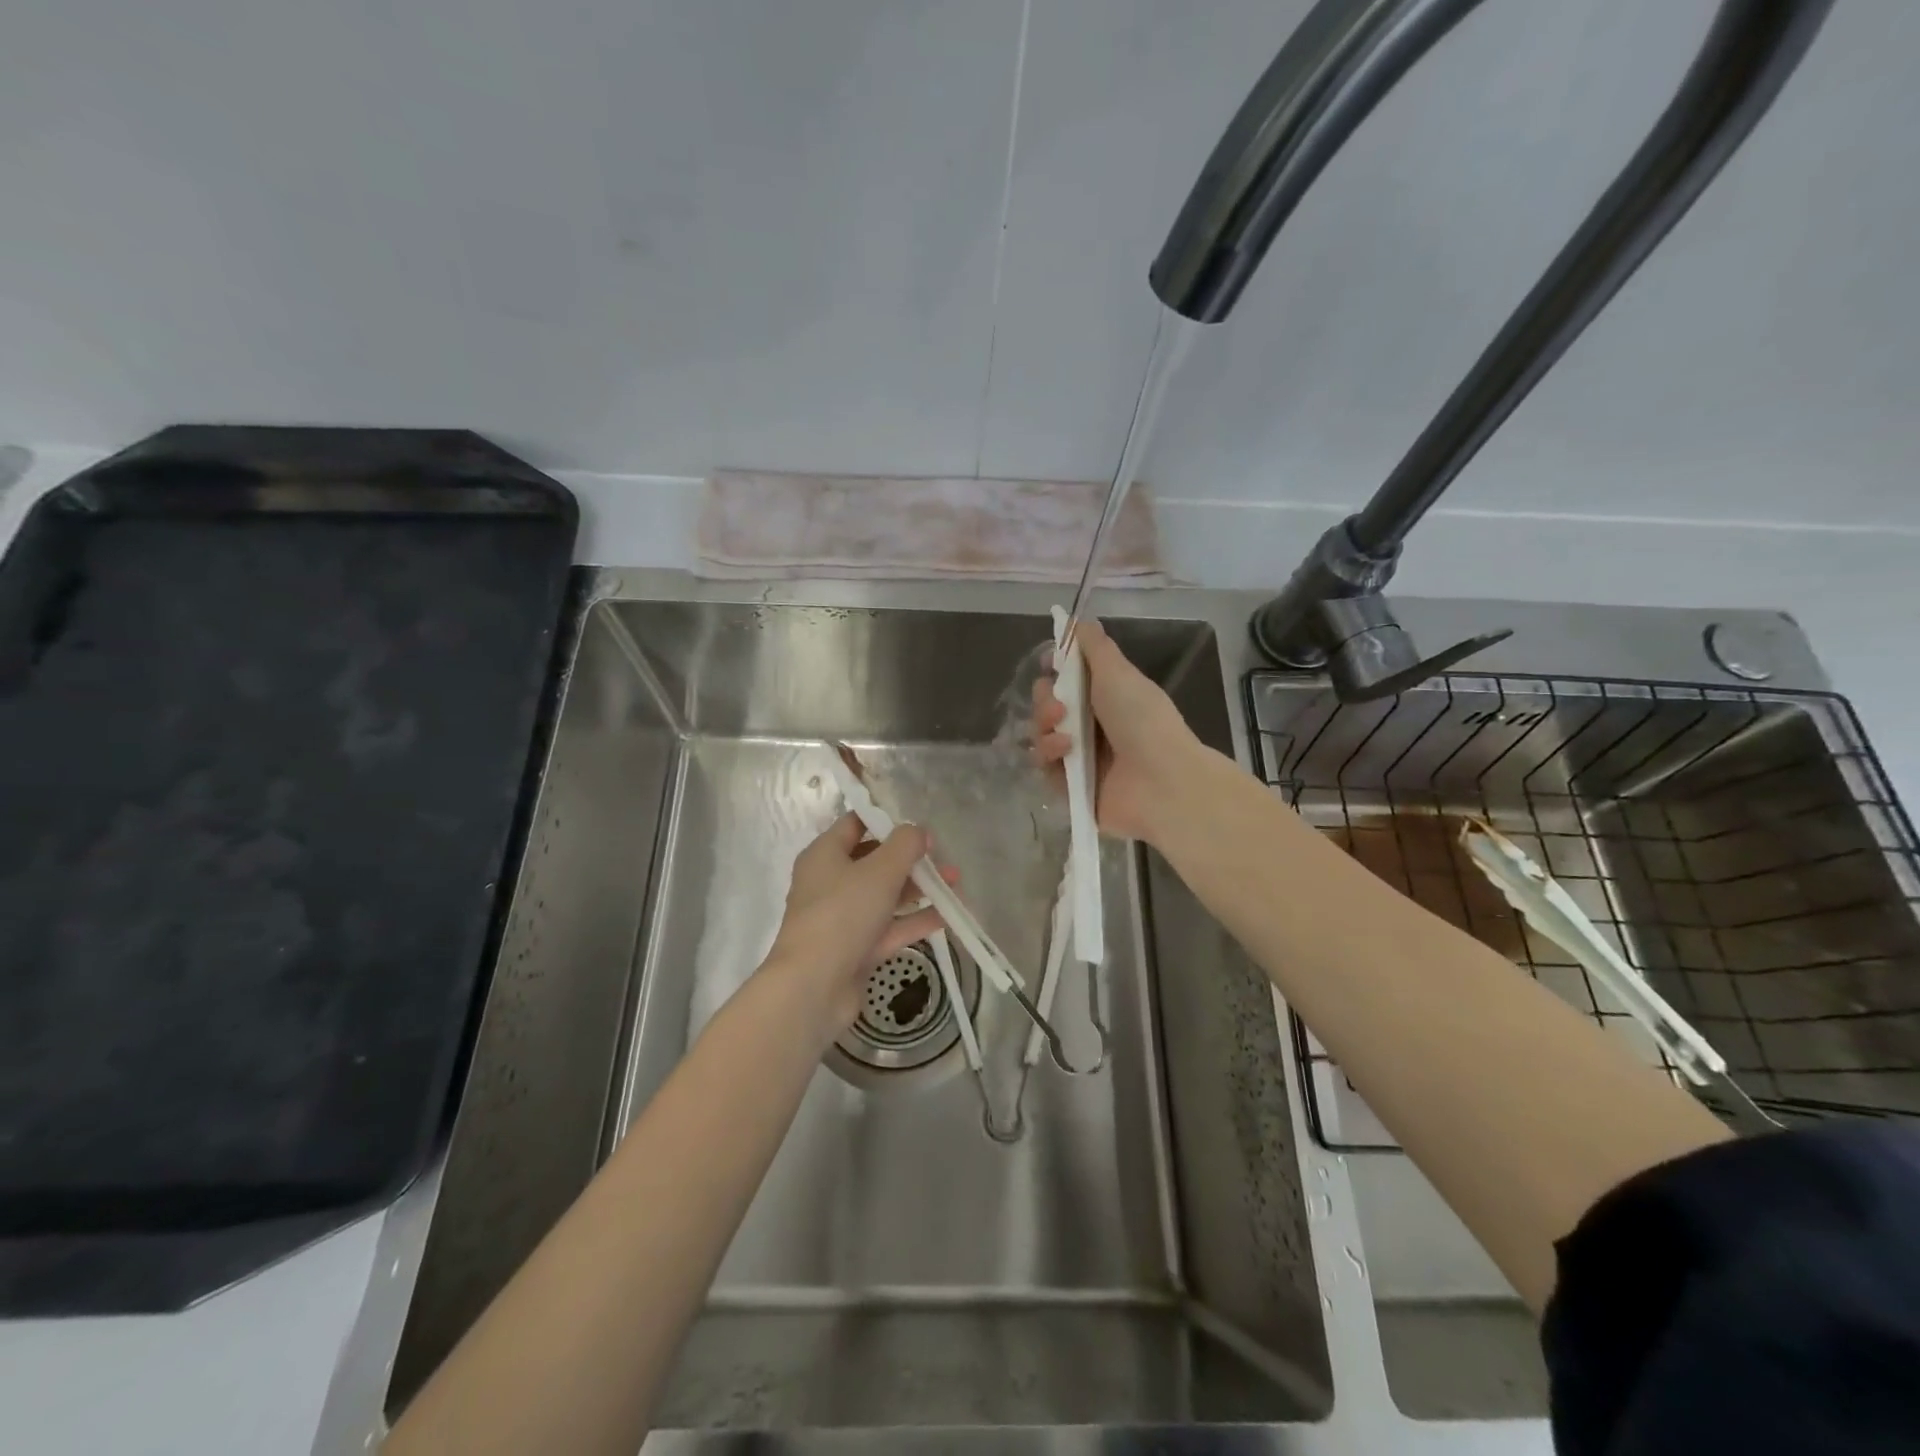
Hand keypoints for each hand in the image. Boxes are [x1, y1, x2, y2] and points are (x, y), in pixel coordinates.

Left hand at [765, 813, 953, 1034]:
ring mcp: (843, 918)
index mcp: (824, 855)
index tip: (919, 824)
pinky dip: (916, 920)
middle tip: (944, 857)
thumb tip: (918, 831)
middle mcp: (830, 883)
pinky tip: (949, 915)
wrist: (814, 987)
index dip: (886, 820)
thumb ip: (904, 845)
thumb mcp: (879, 870)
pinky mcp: (856, 949)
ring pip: (885, 896)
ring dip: (919, 889)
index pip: (855, 824)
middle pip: (874, 861)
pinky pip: (890, 927)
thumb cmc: (842, 914)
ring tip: (956, 883)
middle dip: (911, 859)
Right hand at [1031, 618, 1205, 846]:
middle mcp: (1092, 726)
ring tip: (1063, 734)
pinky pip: (1044, 768)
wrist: (1161, 780)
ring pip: (1042, 736)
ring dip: (1045, 729)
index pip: (1069, 680)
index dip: (1055, 671)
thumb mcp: (1118, 672)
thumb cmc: (1142, 719)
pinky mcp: (1071, 788)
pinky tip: (1065, 754)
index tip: (1050, 664)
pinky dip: (1050, 757)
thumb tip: (1078, 620)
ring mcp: (1081, 758)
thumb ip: (1094, 646)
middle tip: (1059, 706)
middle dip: (1045, 701)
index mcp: (1107, 697)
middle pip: (1048, 707)